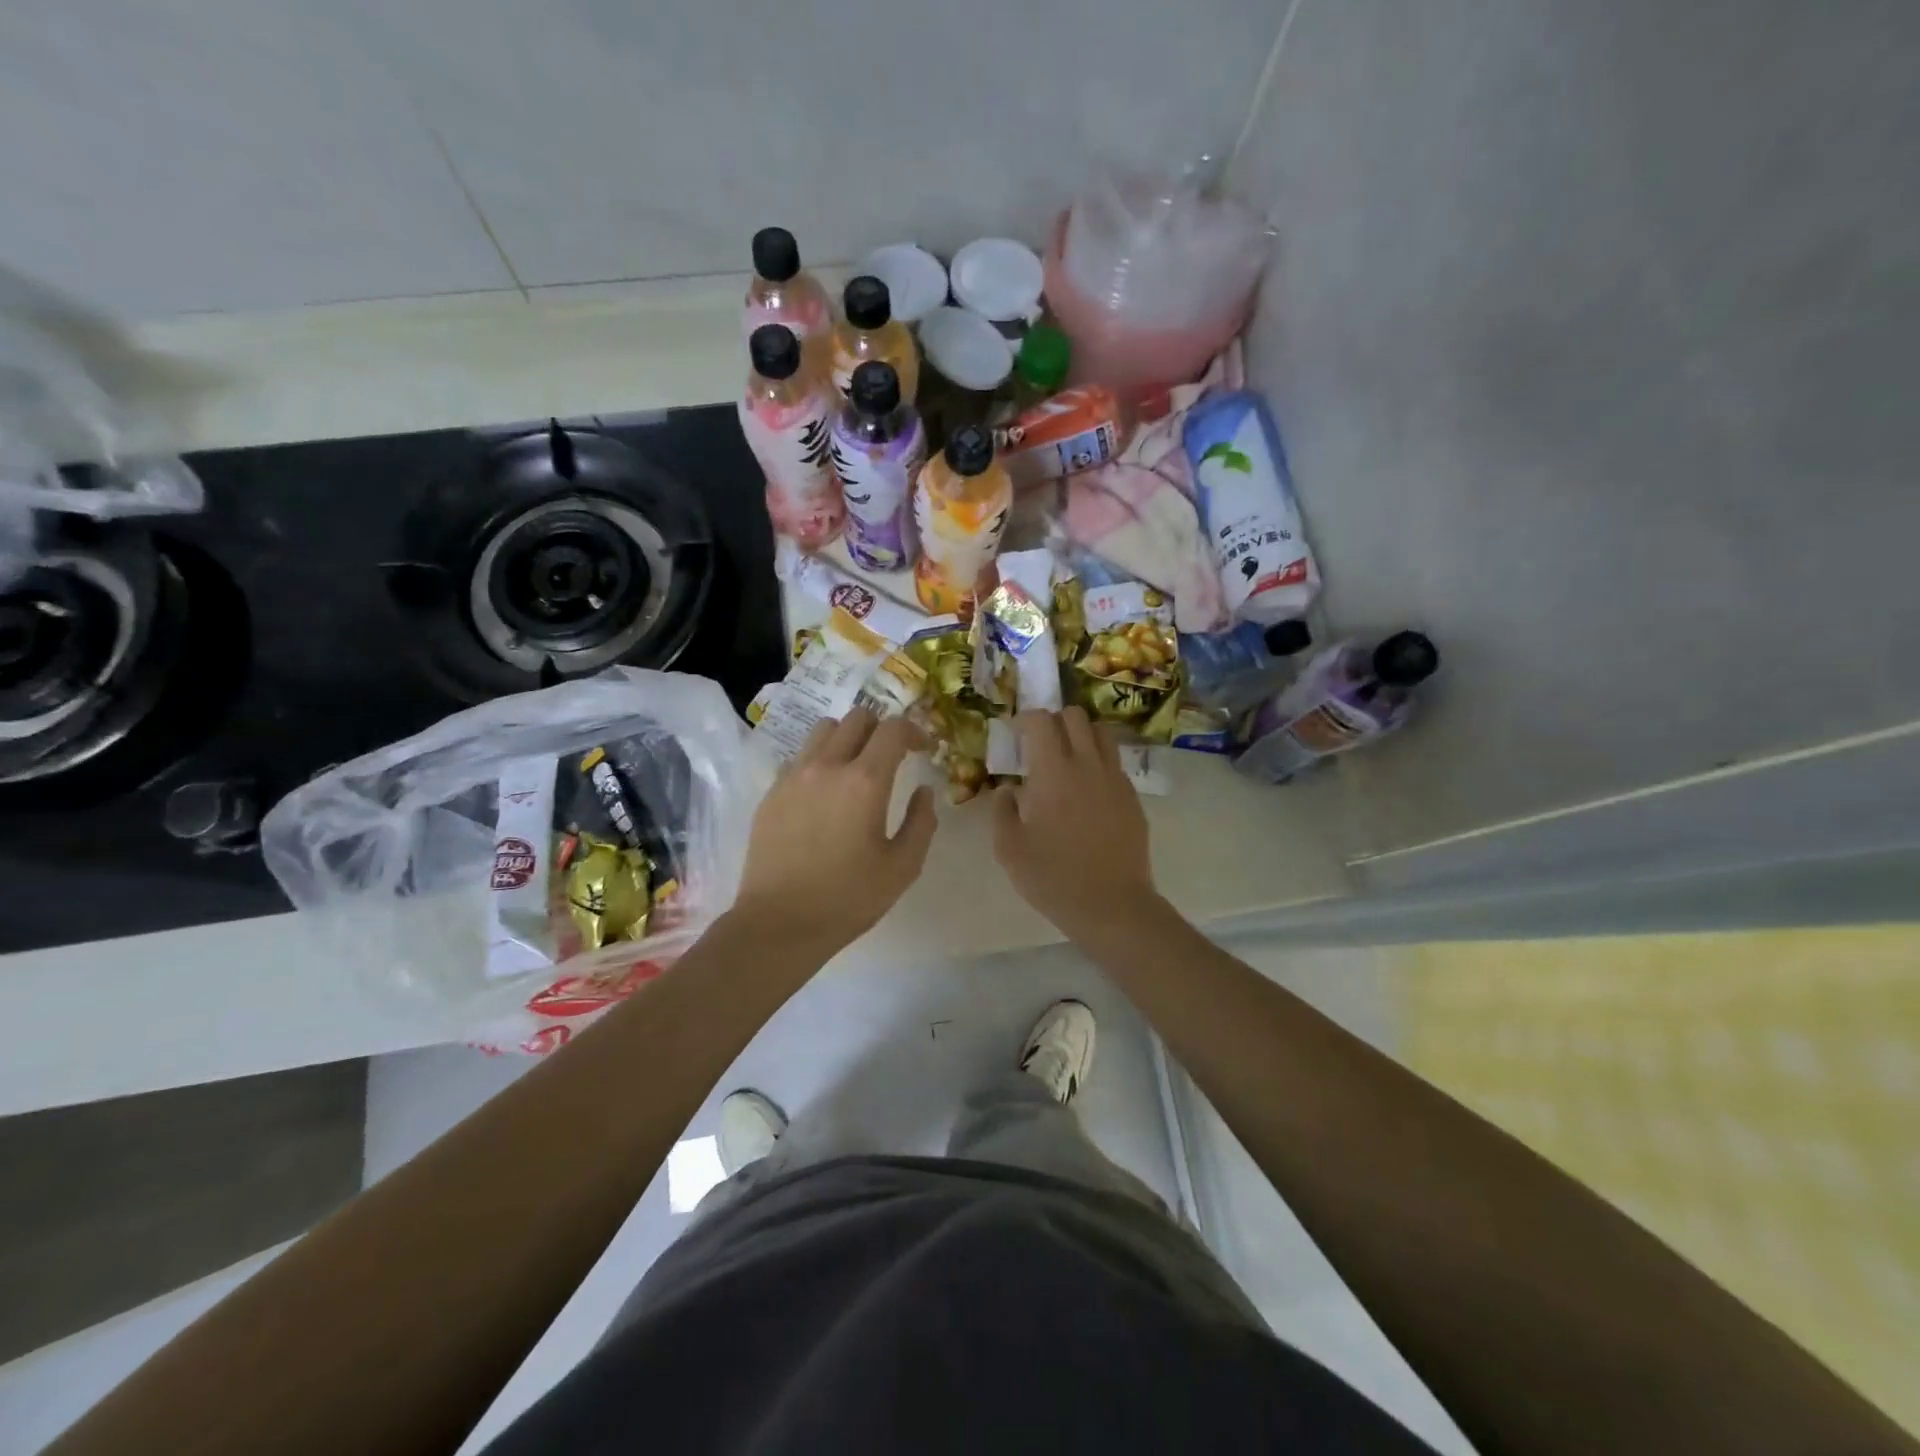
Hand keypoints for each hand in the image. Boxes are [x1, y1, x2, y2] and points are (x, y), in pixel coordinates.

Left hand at [733, 709, 936, 953]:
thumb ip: (922, 821)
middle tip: (892, 756)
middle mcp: (827, 766)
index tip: (923, 749)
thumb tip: (924, 791)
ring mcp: (793, 776)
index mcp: (864, 781)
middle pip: (857, 718)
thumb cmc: (848, 899)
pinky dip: (820, 760)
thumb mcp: (903, 867)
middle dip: (881, 729)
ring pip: (824, 730)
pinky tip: (825, 793)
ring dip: (847, 737)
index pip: (893, 729)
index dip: (914, 731)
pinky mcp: (772, 792)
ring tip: (856, 766)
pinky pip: (800, 757)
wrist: (779, 924)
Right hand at [992, 708, 1155, 940]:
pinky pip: (1114, 763)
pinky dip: (1098, 762)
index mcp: (1053, 771)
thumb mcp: (1009, 848)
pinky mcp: (1132, 797)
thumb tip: (1008, 789)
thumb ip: (1002, 810)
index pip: (1041, 720)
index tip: (1014, 733)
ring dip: (1081, 735)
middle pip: (1075, 716)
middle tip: (1039, 744)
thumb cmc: (1053, 877)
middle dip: (1053, 720)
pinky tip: (1087, 790)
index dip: (1024, 719)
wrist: (1111, 906)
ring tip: (1066, 759)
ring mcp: (1115, 779)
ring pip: (1101, 733)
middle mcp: (1088, 764)